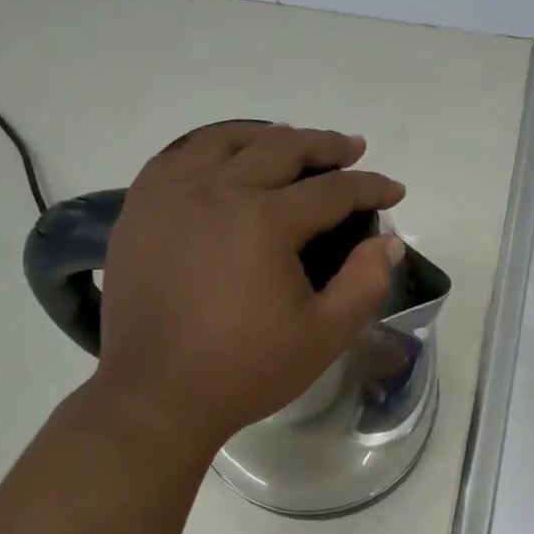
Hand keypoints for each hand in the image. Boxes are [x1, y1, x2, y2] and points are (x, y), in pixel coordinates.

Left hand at [87, 121, 404, 452]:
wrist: (157, 396)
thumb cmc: (246, 369)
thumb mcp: (324, 335)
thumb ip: (365, 283)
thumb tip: (389, 242)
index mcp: (264, 220)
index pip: (332, 189)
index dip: (370, 187)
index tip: (394, 190)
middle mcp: (216, 190)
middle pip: (280, 148)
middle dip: (325, 146)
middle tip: (351, 149)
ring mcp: (170, 195)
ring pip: (225, 139)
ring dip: (267, 137)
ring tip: (291, 144)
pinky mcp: (140, 210)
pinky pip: (178, 157)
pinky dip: (210, 149)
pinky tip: (223, 160)